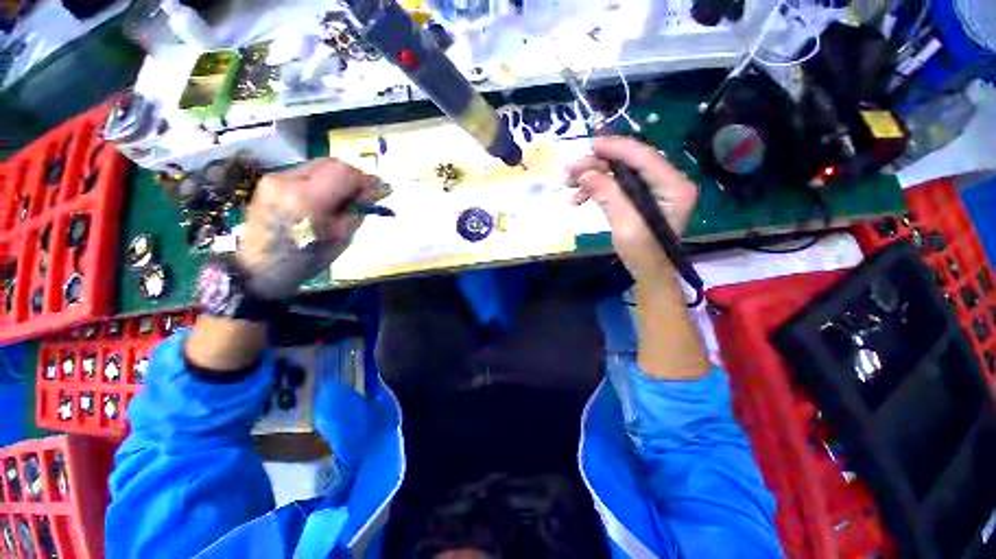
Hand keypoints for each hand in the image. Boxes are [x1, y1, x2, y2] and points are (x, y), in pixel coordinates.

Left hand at [237, 158, 388, 299]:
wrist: (260, 268)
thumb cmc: (305, 259)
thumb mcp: (340, 239)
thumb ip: (357, 211)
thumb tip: (373, 194)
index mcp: (307, 199)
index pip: (344, 173)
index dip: (367, 179)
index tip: (382, 190)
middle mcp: (287, 181)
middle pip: (331, 163)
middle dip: (354, 175)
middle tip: (367, 192)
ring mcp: (275, 178)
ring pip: (318, 165)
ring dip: (338, 177)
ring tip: (348, 195)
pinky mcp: (269, 181)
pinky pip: (305, 172)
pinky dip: (322, 181)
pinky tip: (327, 196)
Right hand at [566, 137, 697, 284]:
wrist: (648, 273)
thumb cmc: (643, 254)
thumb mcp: (625, 225)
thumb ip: (608, 195)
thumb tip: (585, 173)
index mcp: (673, 186)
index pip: (644, 157)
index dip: (615, 148)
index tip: (589, 145)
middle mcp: (666, 182)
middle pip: (628, 163)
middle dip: (596, 165)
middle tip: (569, 171)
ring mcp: (652, 190)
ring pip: (618, 173)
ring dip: (592, 177)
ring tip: (569, 185)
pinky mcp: (639, 198)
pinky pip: (615, 186)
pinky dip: (595, 190)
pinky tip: (578, 198)